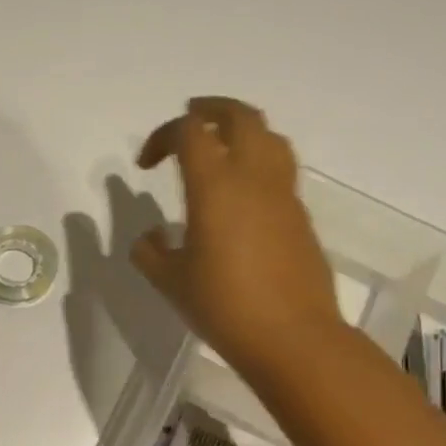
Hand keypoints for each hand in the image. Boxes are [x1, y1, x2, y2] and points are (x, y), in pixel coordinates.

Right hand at [132, 96, 340, 376]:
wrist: (292, 336)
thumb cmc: (222, 306)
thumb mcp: (170, 281)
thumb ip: (150, 252)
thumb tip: (150, 238)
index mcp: (215, 187)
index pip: (190, 132)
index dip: (163, 136)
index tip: (146, 165)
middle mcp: (253, 178)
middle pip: (239, 117)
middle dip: (211, 109)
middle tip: (189, 117)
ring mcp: (283, 195)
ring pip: (269, 137)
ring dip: (241, 129)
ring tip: (220, 144)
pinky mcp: (300, 216)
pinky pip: (279, 169)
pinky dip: (257, 161)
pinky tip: (239, 193)